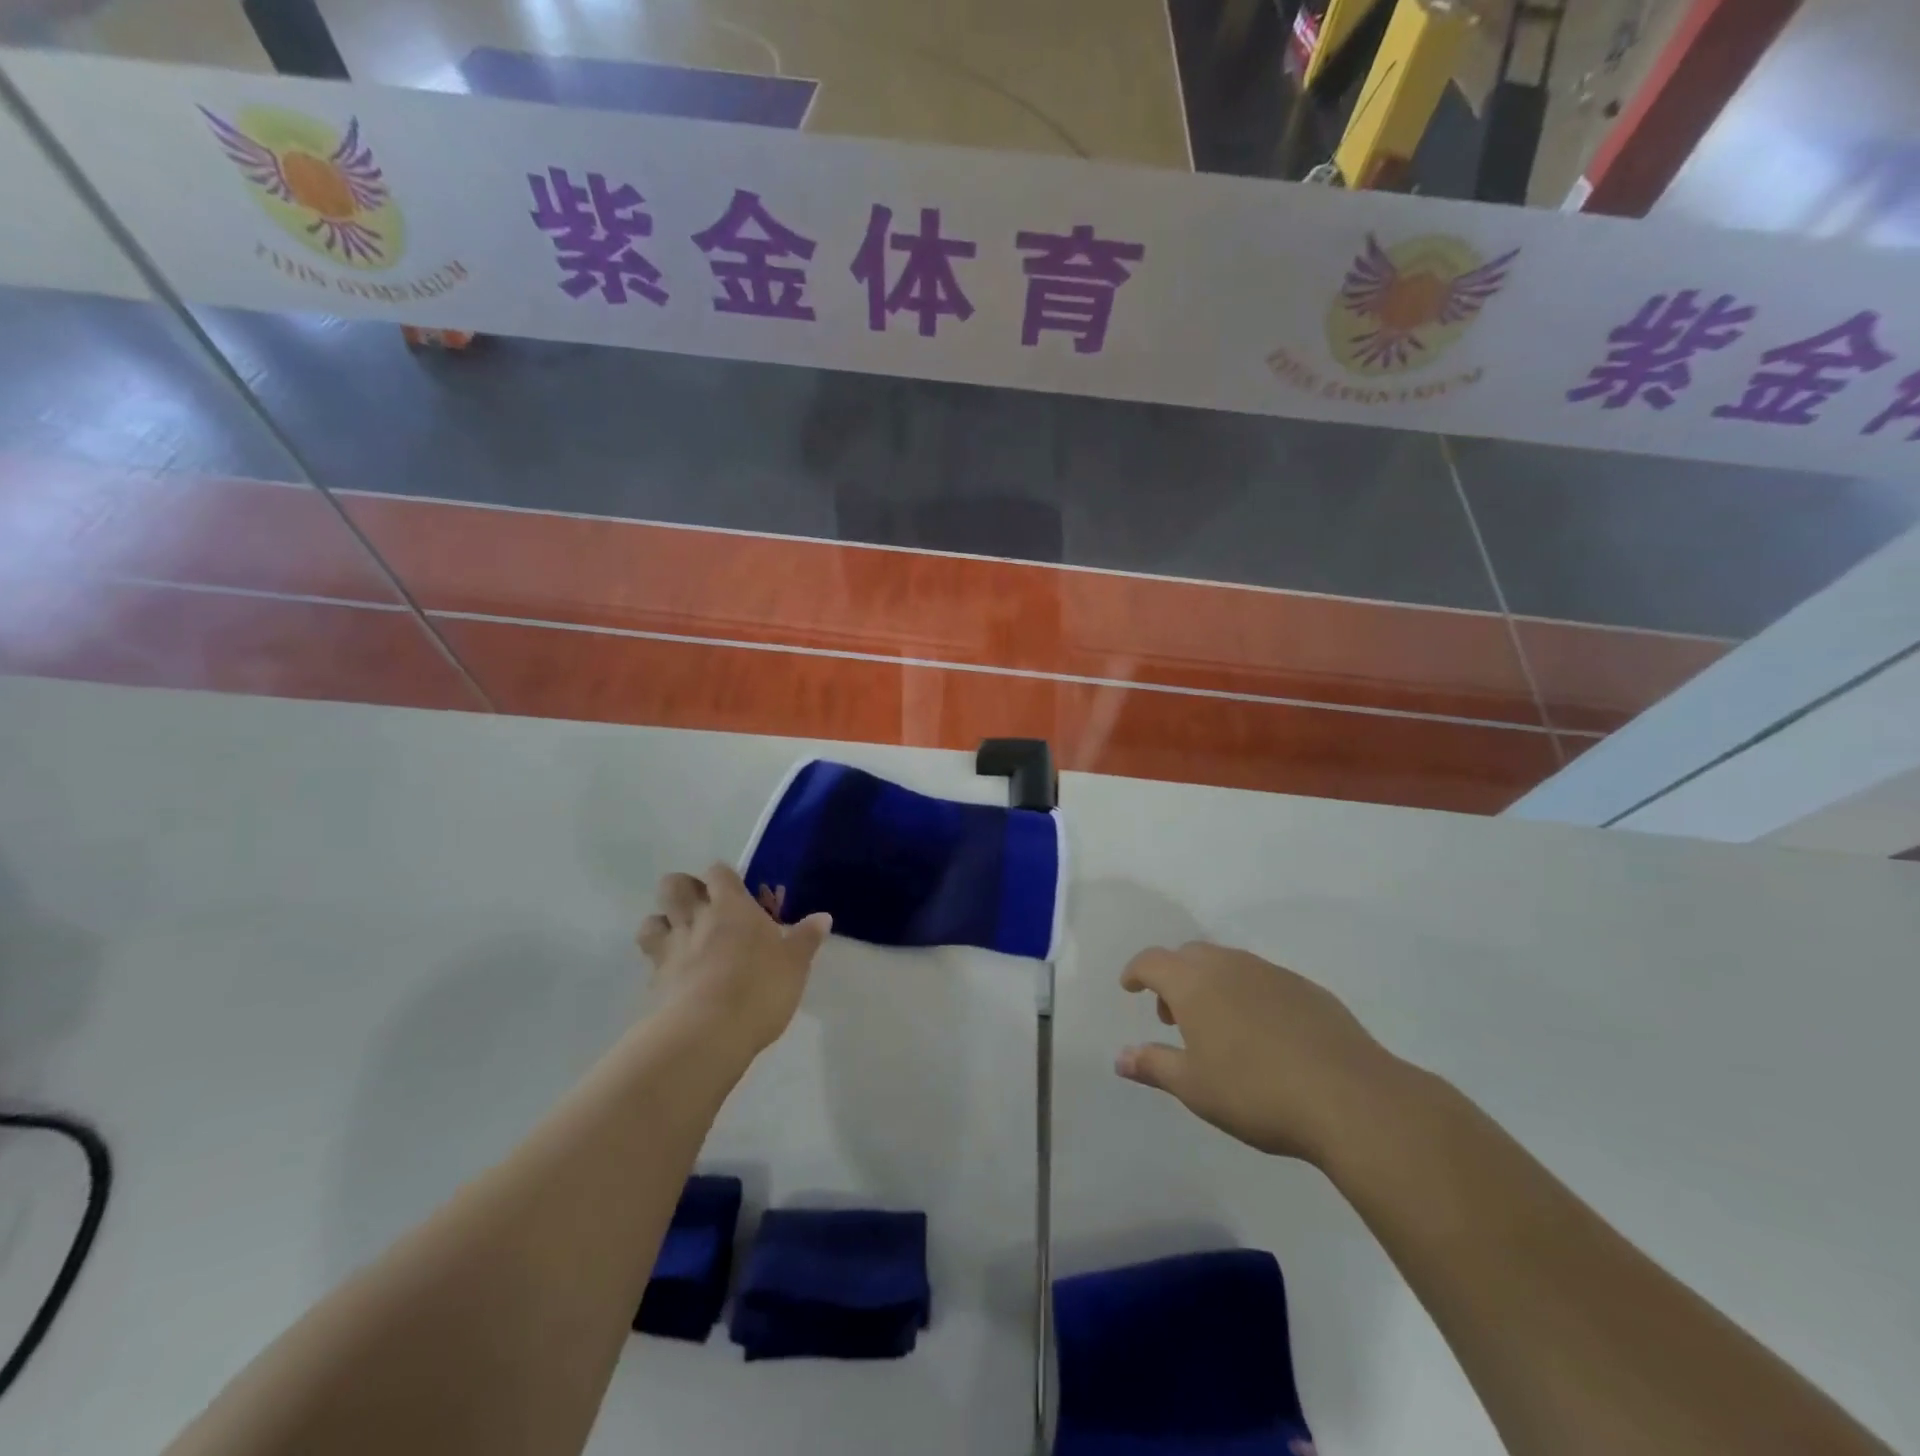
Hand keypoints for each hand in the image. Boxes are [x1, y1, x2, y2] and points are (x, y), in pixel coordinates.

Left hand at [637, 863, 831, 1059]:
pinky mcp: (655, 982)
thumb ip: (806, 938)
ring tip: (683, 939)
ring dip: (663, 924)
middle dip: (684, 890)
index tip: (739, 893)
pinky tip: (677, 976)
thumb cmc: (759, 989)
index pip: (718, 872)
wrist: (707, 1034)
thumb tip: (823, 917)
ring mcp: (671, 949)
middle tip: (705, 909)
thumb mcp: (795, 965)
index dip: (725, 878)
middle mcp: (696, 919)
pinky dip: (660, 961)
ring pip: (651, 920)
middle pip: (674, 885)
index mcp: (731, 907)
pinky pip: (651, 959)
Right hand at [1116, 942, 1408, 1165]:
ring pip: (1228, 963)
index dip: (1136, 972)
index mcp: (1194, 983)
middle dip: (1173, 978)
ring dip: (1210, 984)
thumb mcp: (1194, 1088)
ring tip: (1217, 1027)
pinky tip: (1263, 1034)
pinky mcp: (1307, 989)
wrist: (1350, 1098)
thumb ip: (1154, 1066)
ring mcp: (1272, 973)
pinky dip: (1247, 994)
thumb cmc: (1256, 1092)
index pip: (1152, 961)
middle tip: (1173, 1016)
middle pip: (1189, 955)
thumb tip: (1121, 1057)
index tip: (1130, 988)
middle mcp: (1229, 966)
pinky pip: (1262, 979)